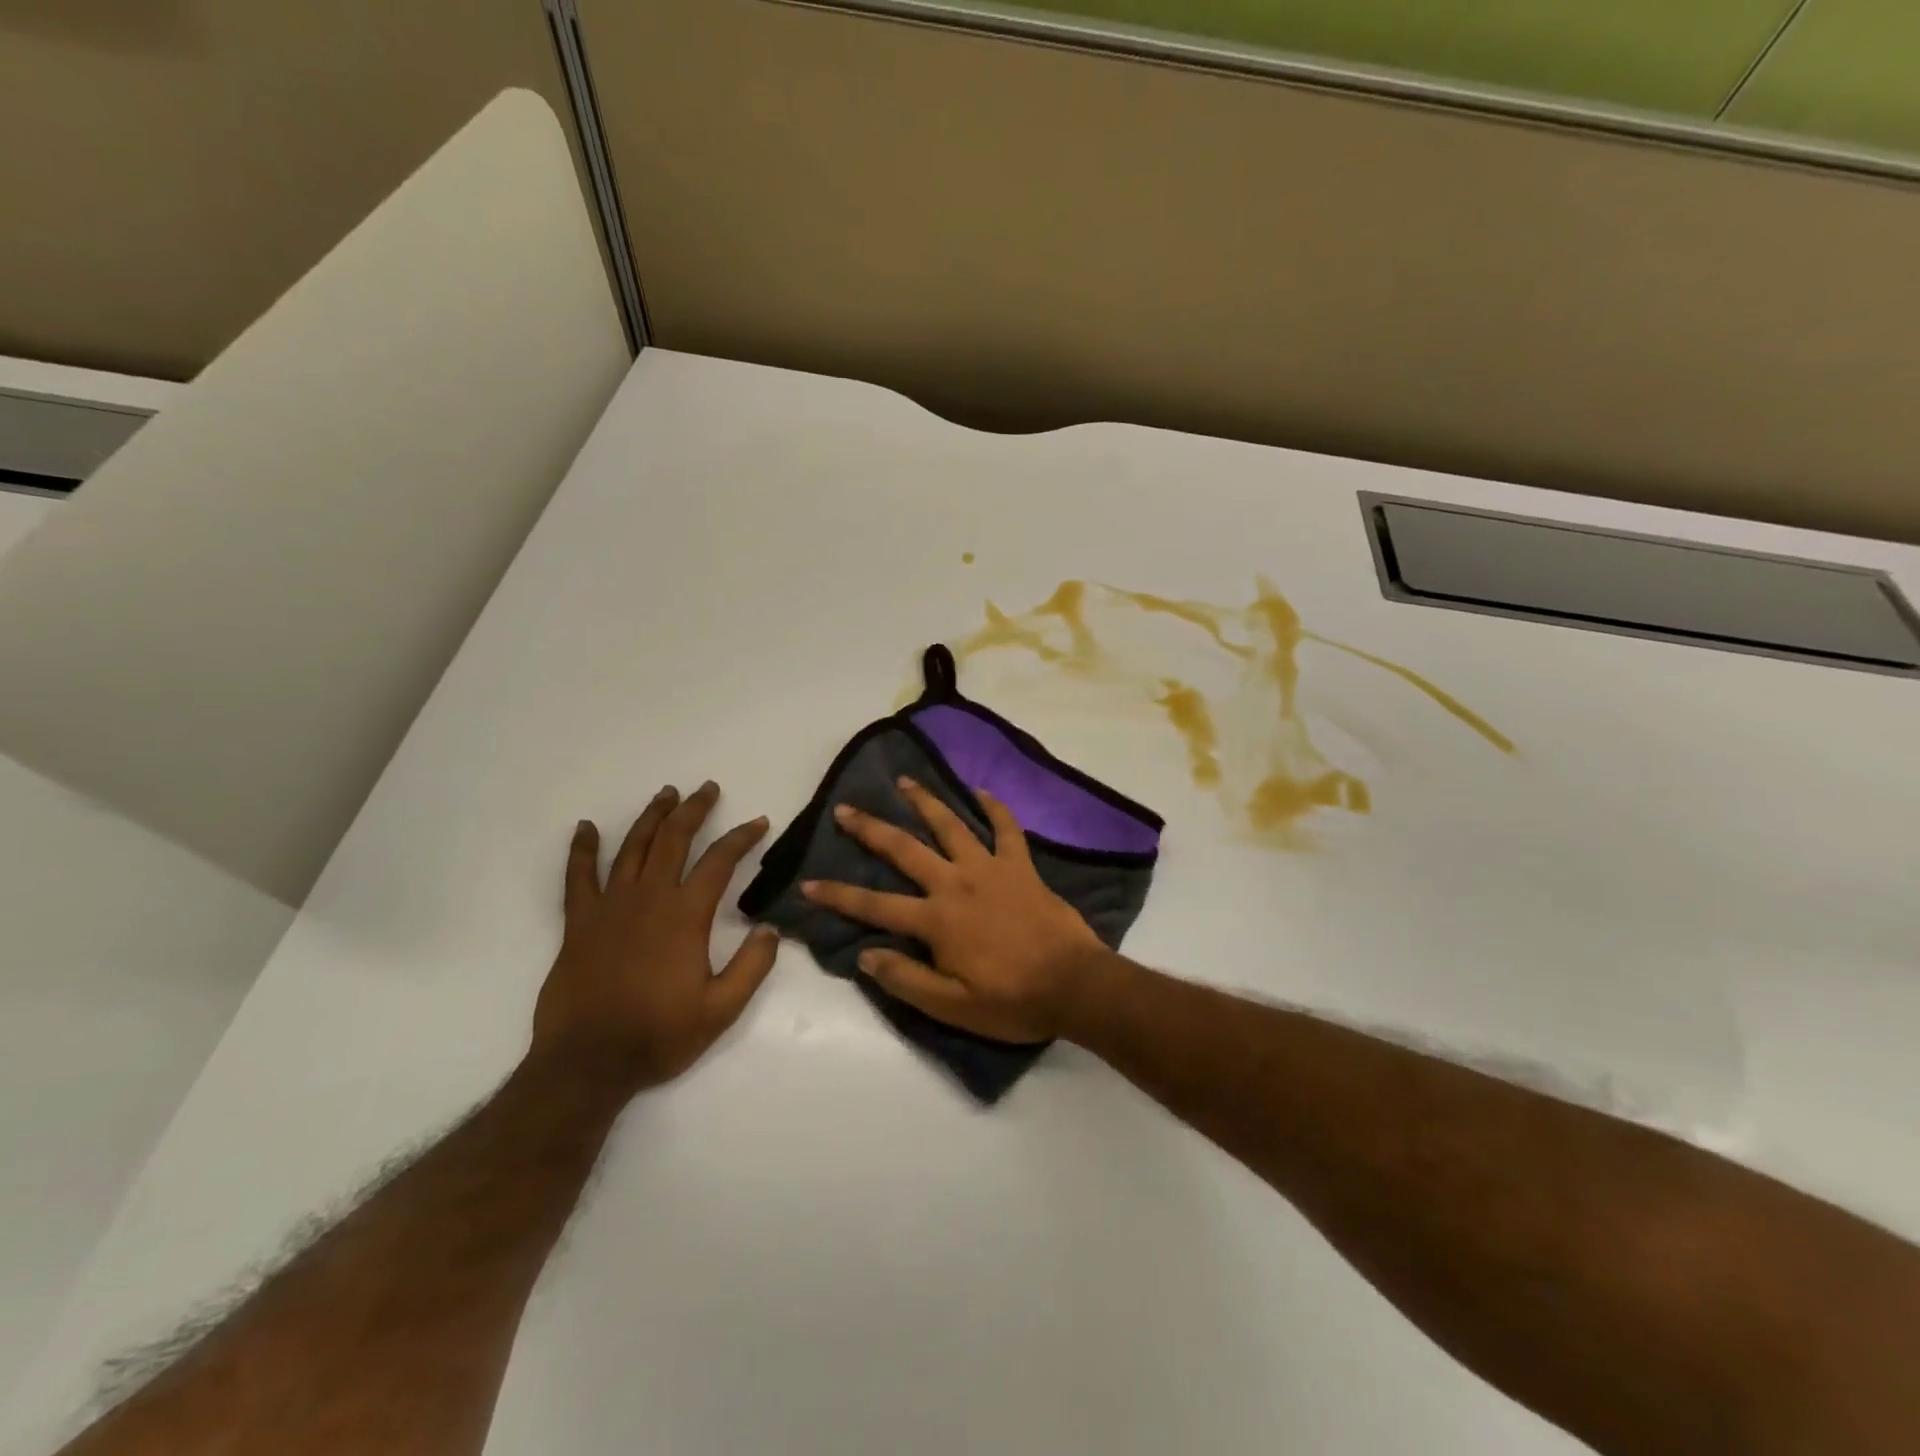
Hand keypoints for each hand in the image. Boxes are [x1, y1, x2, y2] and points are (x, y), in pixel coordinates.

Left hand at [532, 782, 778, 1092]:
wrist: (588, 1062)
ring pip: (632, 847)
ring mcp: (610, 906)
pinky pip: (578, 876)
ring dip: (651, 817)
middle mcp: (649, 898)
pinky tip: (585, 828)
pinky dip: (582, 849)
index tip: (758, 823)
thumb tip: (770, 928)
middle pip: (673, 839)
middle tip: (708, 789)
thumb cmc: (659, 1035)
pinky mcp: (579, 922)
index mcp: (685, 916)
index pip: (719, 861)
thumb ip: (752, 967)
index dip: (741, 837)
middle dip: (694, 810)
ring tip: (666, 794)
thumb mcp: (721, 1009)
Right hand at [801, 776, 1106, 1042]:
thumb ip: (906, 979)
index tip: (807, 883)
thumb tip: (865, 954)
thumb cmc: (1012, 1000)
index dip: (838, 896)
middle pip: (905, 850)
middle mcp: (956, 884)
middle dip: (871, 829)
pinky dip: (994, 808)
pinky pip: (1006, 829)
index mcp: (936, 920)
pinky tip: (980, 790)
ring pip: (951, 826)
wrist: (1073, 985)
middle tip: (846, 809)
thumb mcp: (952, 1006)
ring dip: (926, 802)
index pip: (875, 906)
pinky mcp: (1020, 866)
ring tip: (905, 780)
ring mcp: (990, 869)